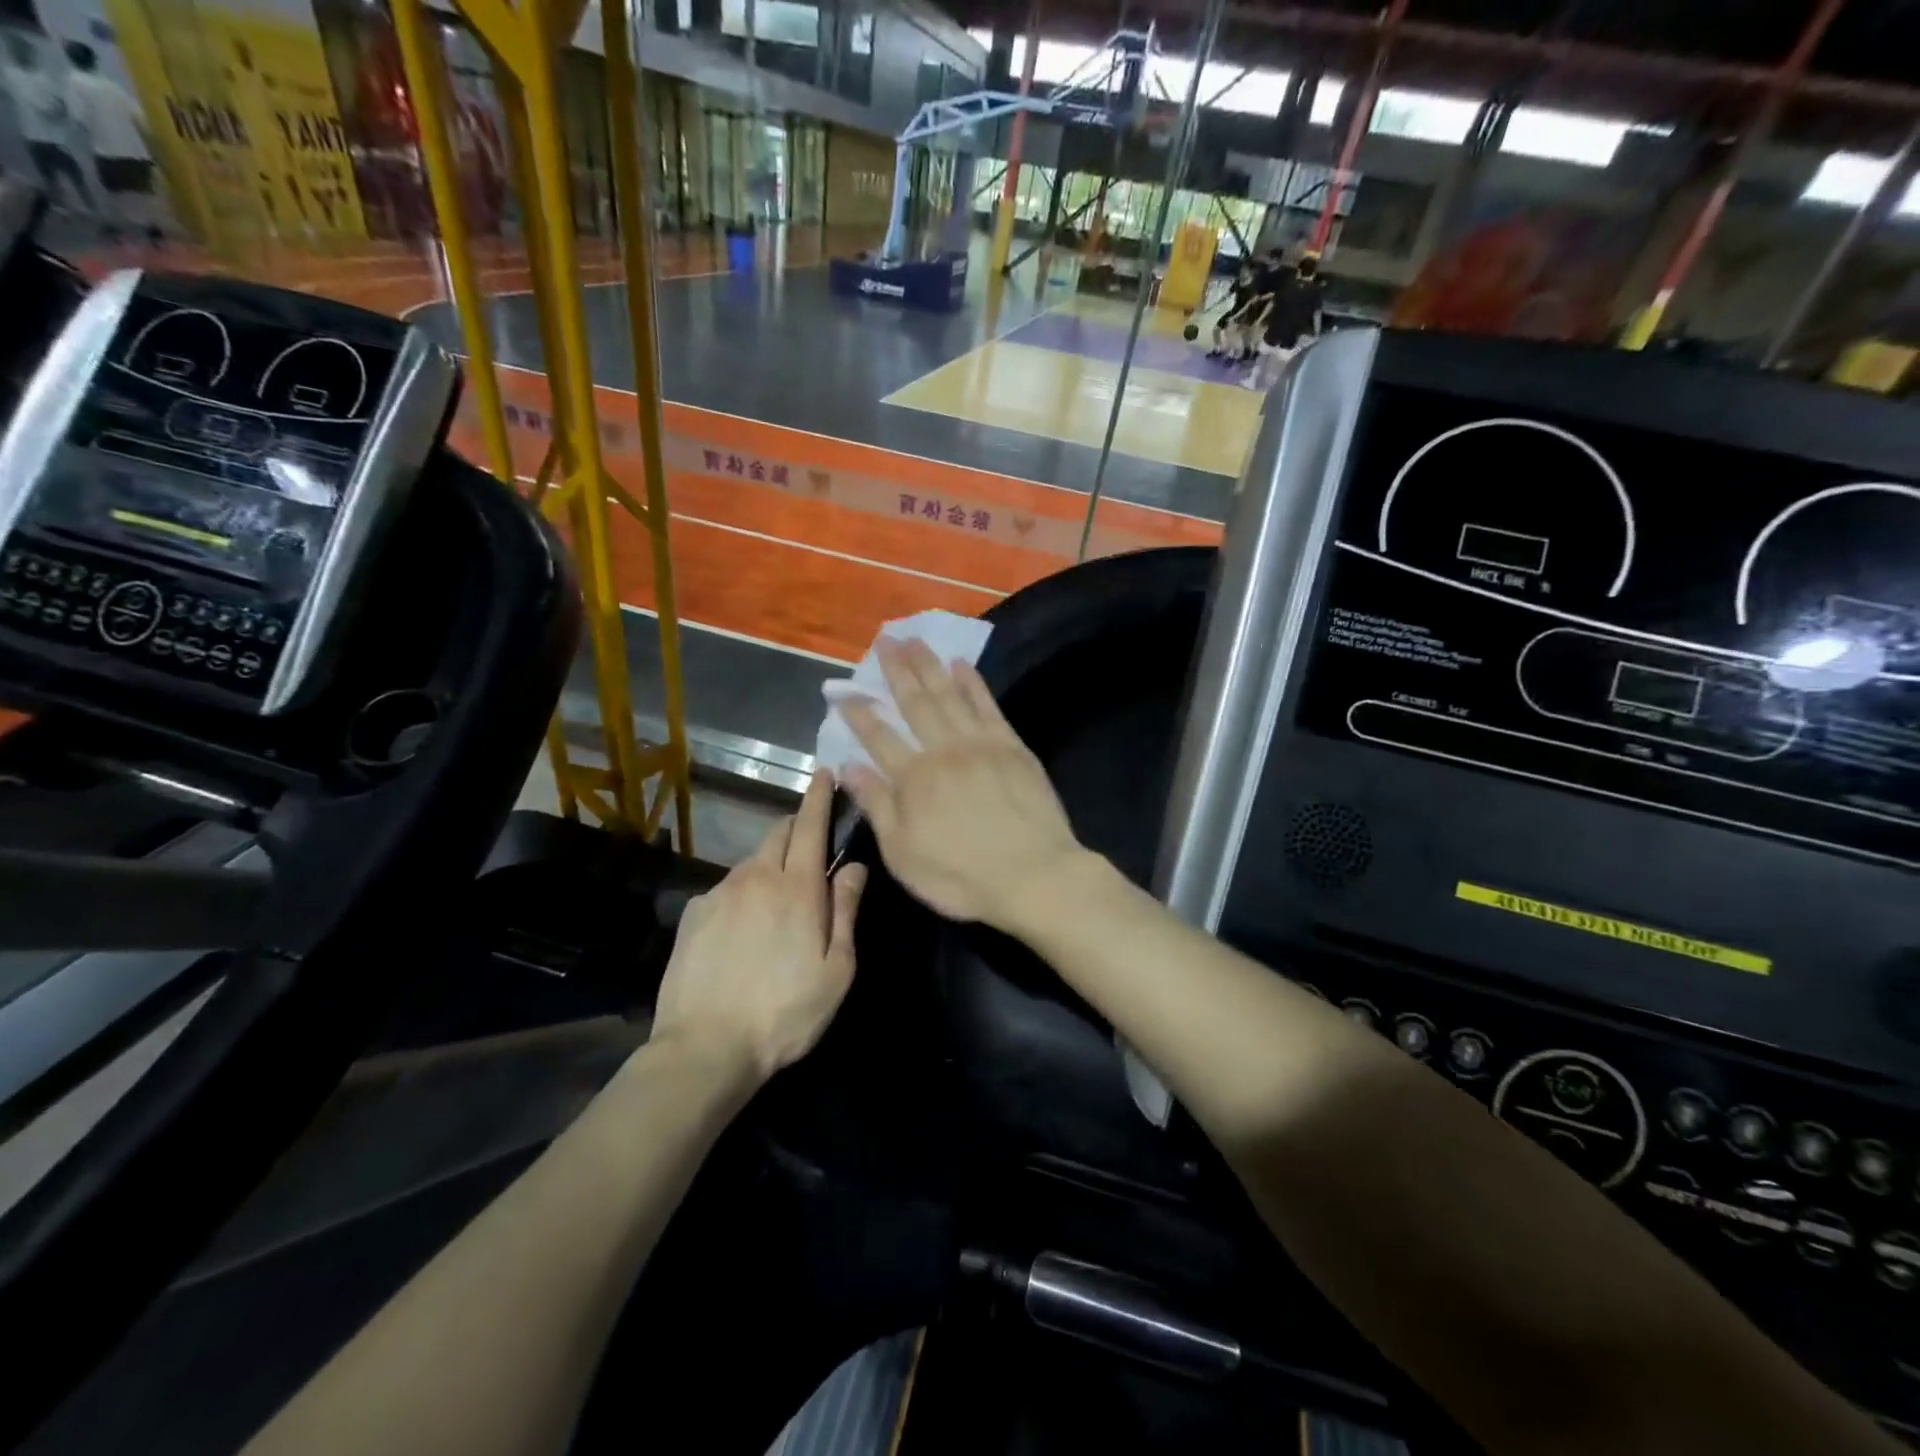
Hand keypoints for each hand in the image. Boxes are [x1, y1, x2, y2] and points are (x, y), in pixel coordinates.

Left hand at [651, 770, 866, 1081]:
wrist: (705, 1048)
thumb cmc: (785, 1013)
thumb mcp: (836, 970)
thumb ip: (846, 911)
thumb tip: (855, 867)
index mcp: (797, 888)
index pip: (810, 826)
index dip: (819, 796)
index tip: (824, 772)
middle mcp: (756, 877)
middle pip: (778, 833)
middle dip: (796, 825)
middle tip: (810, 841)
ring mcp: (719, 893)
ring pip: (751, 861)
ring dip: (770, 863)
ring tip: (778, 898)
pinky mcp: (693, 913)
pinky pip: (726, 888)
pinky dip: (743, 892)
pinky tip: (743, 928)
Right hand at [838, 637, 1087, 932]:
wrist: (1034, 875)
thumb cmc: (962, 875)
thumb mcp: (903, 853)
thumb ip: (877, 805)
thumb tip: (849, 765)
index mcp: (913, 778)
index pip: (878, 736)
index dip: (858, 712)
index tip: (842, 690)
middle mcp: (943, 750)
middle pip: (915, 702)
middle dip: (896, 670)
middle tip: (884, 640)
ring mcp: (980, 743)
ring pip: (949, 694)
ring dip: (929, 665)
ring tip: (914, 639)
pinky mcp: (1012, 746)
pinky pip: (987, 705)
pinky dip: (973, 683)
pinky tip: (961, 665)